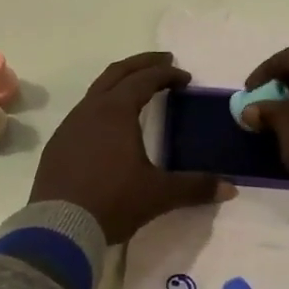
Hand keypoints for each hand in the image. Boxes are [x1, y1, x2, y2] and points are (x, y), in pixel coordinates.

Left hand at [31, 52, 230, 242]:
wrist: (58, 227)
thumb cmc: (112, 201)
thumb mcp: (159, 194)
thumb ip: (195, 187)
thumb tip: (230, 189)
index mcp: (116, 112)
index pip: (144, 79)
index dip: (167, 74)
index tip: (185, 77)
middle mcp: (90, 110)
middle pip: (116, 73)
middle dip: (141, 63)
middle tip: (164, 61)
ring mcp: (69, 127)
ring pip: (96, 92)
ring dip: (119, 84)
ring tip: (137, 91)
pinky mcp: (57, 145)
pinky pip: (82, 114)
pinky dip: (101, 107)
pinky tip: (109, 127)